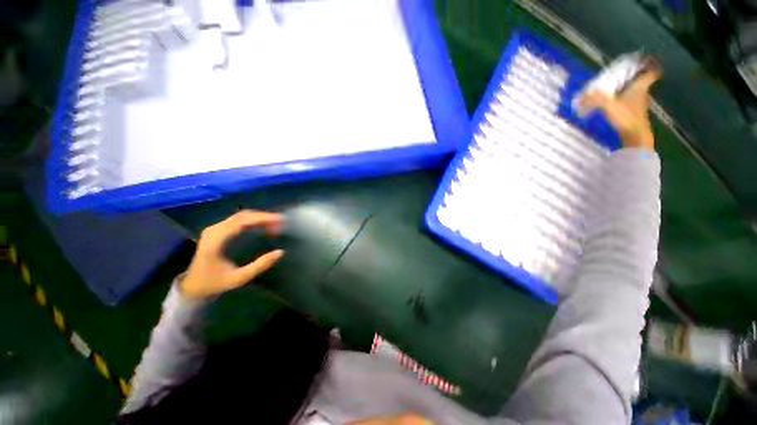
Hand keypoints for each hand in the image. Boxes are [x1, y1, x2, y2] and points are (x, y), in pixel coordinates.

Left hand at [182, 210, 284, 299]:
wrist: (193, 286)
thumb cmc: (215, 283)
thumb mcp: (239, 278)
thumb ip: (260, 265)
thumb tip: (280, 252)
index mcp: (216, 241)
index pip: (241, 221)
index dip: (262, 218)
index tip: (279, 220)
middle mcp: (214, 230)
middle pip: (242, 215)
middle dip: (264, 217)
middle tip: (281, 222)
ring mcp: (215, 229)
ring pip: (241, 216)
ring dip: (259, 218)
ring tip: (276, 223)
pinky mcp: (218, 230)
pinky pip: (238, 220)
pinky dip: (253, 220)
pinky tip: (264, 225)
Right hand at [580, 68, 661, 149]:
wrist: (635, 136)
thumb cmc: (626, 117)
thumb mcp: (608, 105)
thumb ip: (594, 99)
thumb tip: (582, 97)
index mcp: (639, 87)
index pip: (651, 74)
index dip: (651, 66)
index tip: (646, 63)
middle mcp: (642, 94)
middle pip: (641, 83)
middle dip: (634, 79)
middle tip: (623, 76)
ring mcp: (639, 106)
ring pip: (635, 93)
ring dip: (627, 91)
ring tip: (614, 90)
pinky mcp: (634, 115)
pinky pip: (630, 104)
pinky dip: (624, 102)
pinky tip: (614, 105)